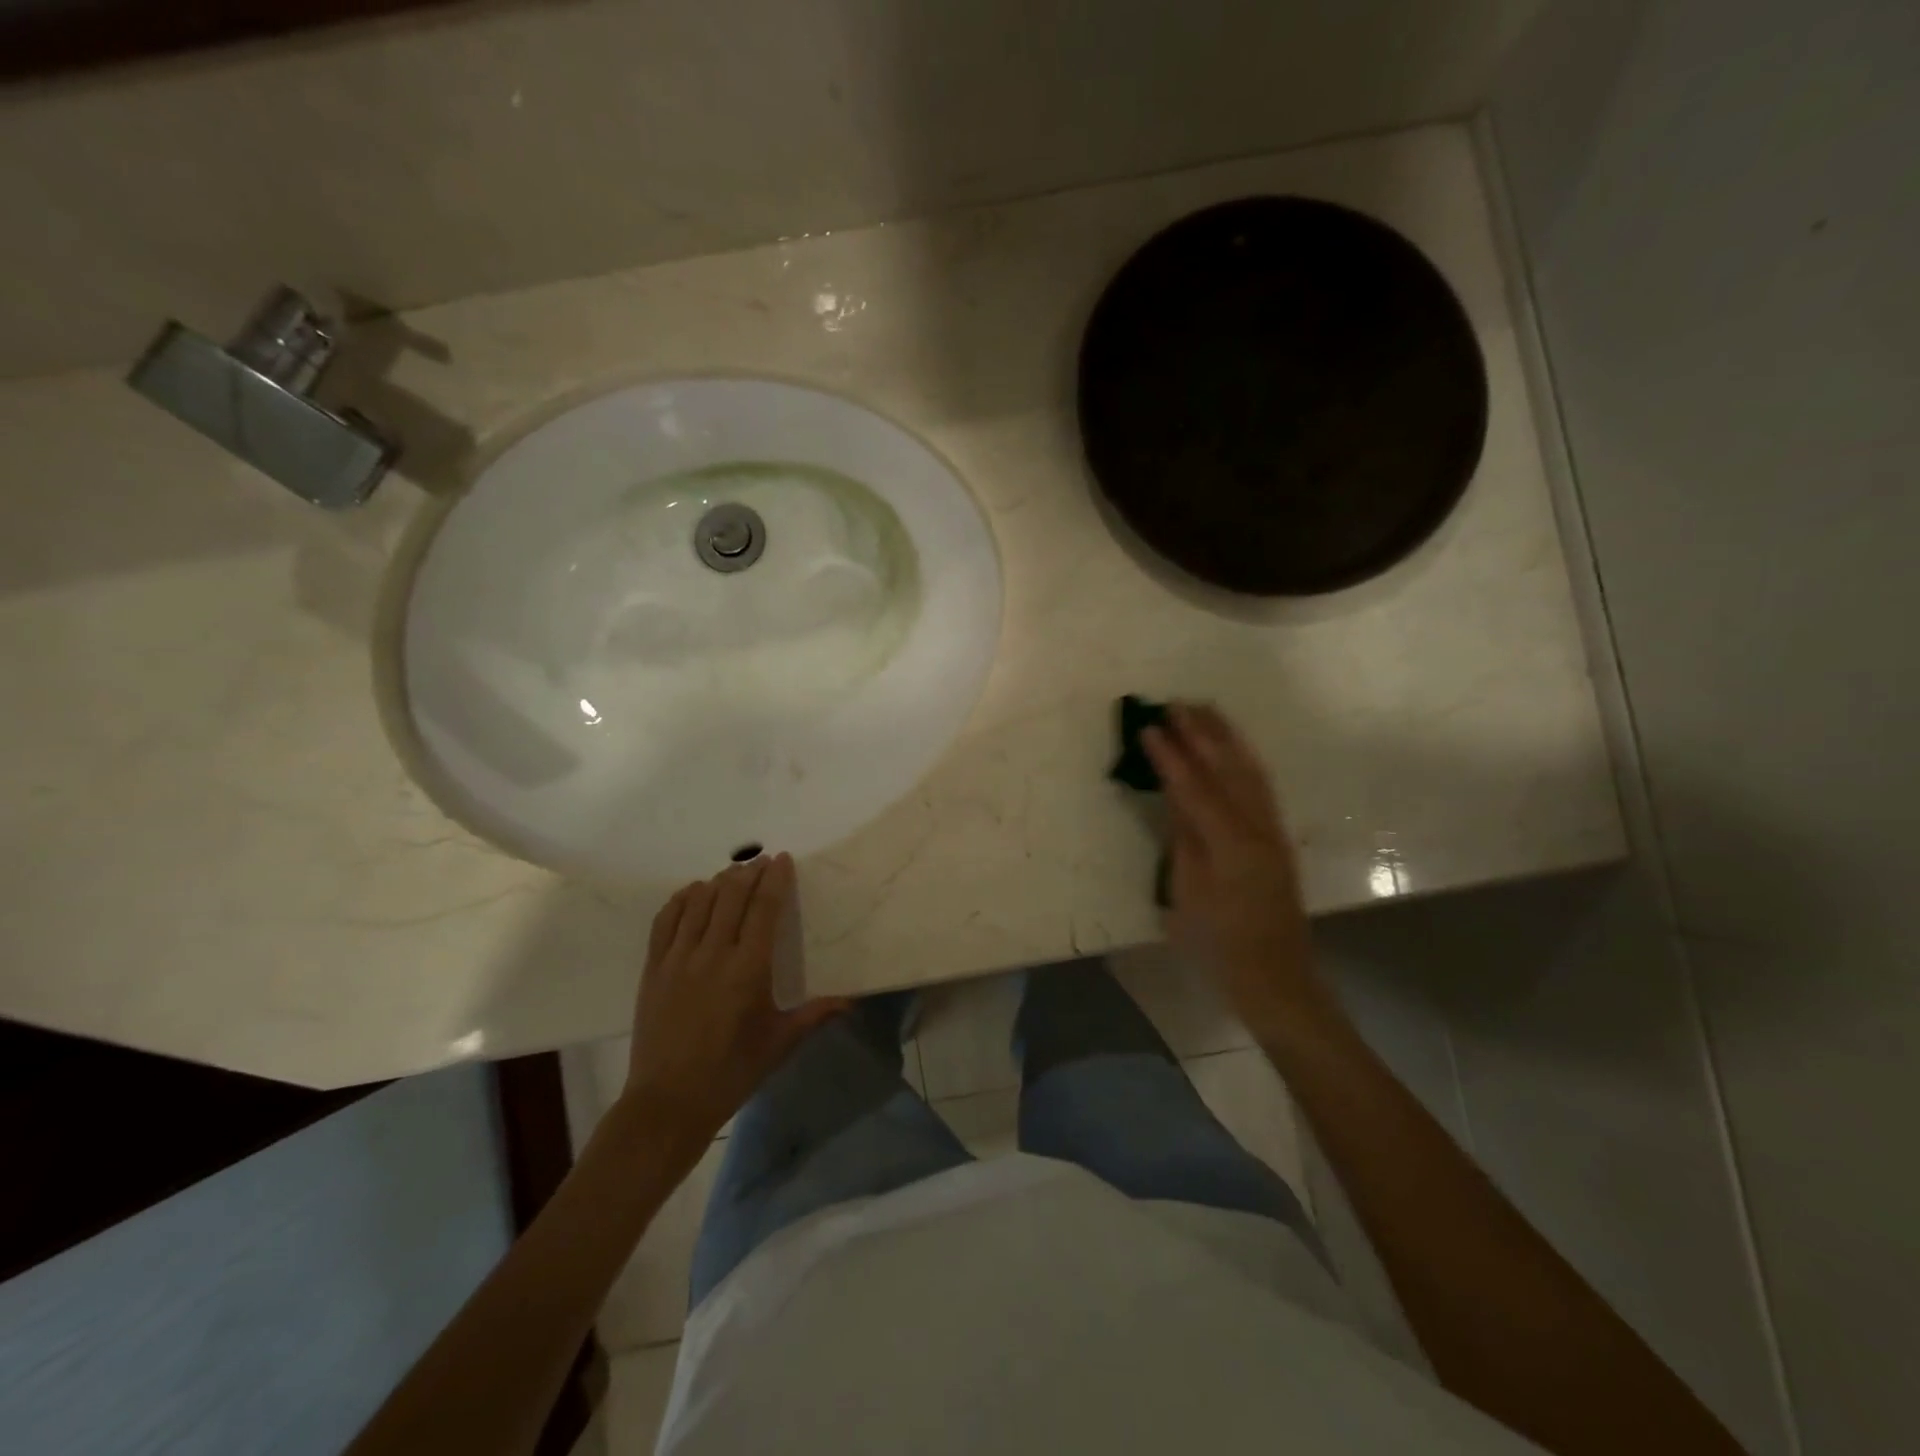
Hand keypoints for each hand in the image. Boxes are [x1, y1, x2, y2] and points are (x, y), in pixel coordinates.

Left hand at [622, 854, 849, 1150]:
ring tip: (732, 875)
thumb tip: (851, 1000)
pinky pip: (665, 920)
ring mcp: (678, 959)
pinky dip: (681, 900)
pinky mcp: (654, 969)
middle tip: (761, 862)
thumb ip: (815, 1014)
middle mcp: (712, 954)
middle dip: (748, 872)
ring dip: (718, 882)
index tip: (782, 860)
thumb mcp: (779, 1043)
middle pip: (731, 895)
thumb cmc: (732, 1073)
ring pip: (699, 902)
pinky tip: (693, 894)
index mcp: (748, 969)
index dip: (775, 879)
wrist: (668, 1104)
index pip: (764, 908)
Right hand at [1142, 704, 1326, 1037]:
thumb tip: (1175, 798)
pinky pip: (1260, 787)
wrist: (1275, 977)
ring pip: (1250, 772)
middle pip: (1228, 769)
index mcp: (1228, 843)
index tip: (1149, 726)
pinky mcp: (1277, 839)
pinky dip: (1244, 760)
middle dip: (1202, 734)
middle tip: (1176, 704)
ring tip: (1206, 711)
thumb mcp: (1186, 893)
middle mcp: (1257, 828)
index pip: (1194, 787)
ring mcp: (1272, 832)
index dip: (1170, 756)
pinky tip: (1234, 750)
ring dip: (1227, 739)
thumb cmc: (1218, 944)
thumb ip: (1183, 840)